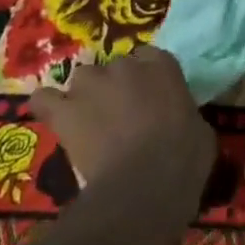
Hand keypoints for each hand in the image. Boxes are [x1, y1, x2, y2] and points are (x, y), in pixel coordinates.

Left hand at [28, 48, 216, 196]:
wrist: (144, 186)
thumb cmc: (184, 159)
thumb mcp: (200, 130)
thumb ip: (183, 113)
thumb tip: (177, 120)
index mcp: (162, 66)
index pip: (151, 58)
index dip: (149, 79)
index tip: (152, 100)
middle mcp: (124, 65)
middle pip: (115, 67)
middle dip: (117, 87)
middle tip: (124, 117)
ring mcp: (90, 84)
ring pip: (83, 79)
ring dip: (87, 96)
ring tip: (92, 122)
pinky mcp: (64, 111)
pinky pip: (44, 99)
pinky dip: (48, 107)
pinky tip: (56, 120)